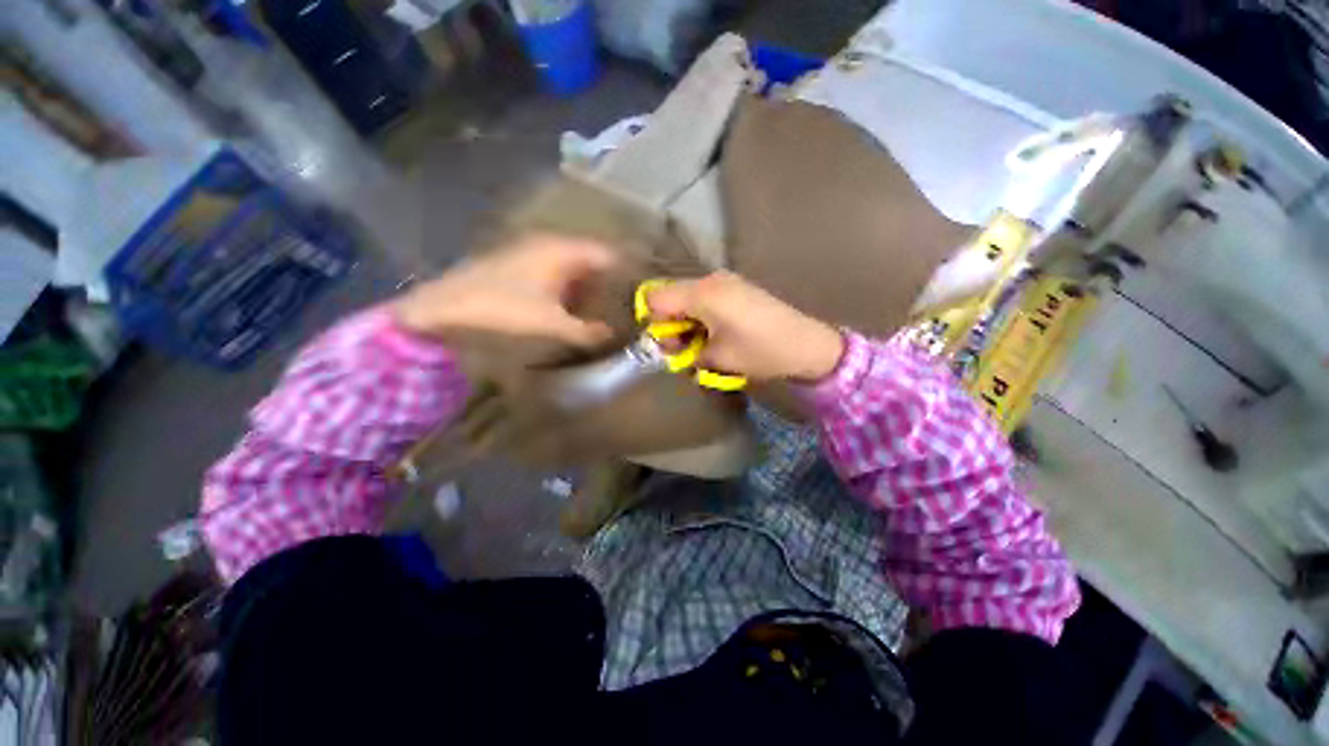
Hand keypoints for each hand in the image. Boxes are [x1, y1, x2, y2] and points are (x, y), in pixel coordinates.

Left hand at [394, 234, 615, 350]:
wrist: (444, 308)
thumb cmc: (503, 310)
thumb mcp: (552, 325)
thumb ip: (587, 331)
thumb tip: (611, 334)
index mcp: (562, 251)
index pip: (607, 253)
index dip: (625, 269)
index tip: (639, 289)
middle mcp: (549, 244)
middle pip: (591, 258)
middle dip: (608, 279)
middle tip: (623, 301)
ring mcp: (531, 252)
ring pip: (572, 264)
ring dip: (588, 284)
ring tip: (602, 306)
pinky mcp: (518, 263)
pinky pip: (556, 270)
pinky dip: (569, 286)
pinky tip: (571, 305)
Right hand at [646, 271, 844, 382]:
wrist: (807, 344)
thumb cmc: (760, 351)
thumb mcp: (716, 358)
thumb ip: (685, 352)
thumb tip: (673, 348)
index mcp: (702, 293)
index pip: (655, 298)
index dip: (653, 322)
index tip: (668, 344)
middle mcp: (710, 279)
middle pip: (670, 295)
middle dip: (670, 323)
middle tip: (686, 349)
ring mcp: (725, 280)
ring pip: (687, 297)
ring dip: (686, 321)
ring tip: (703, 344)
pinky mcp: (736, 287)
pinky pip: (705, 297)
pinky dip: (701, 315)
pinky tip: (717, 333)